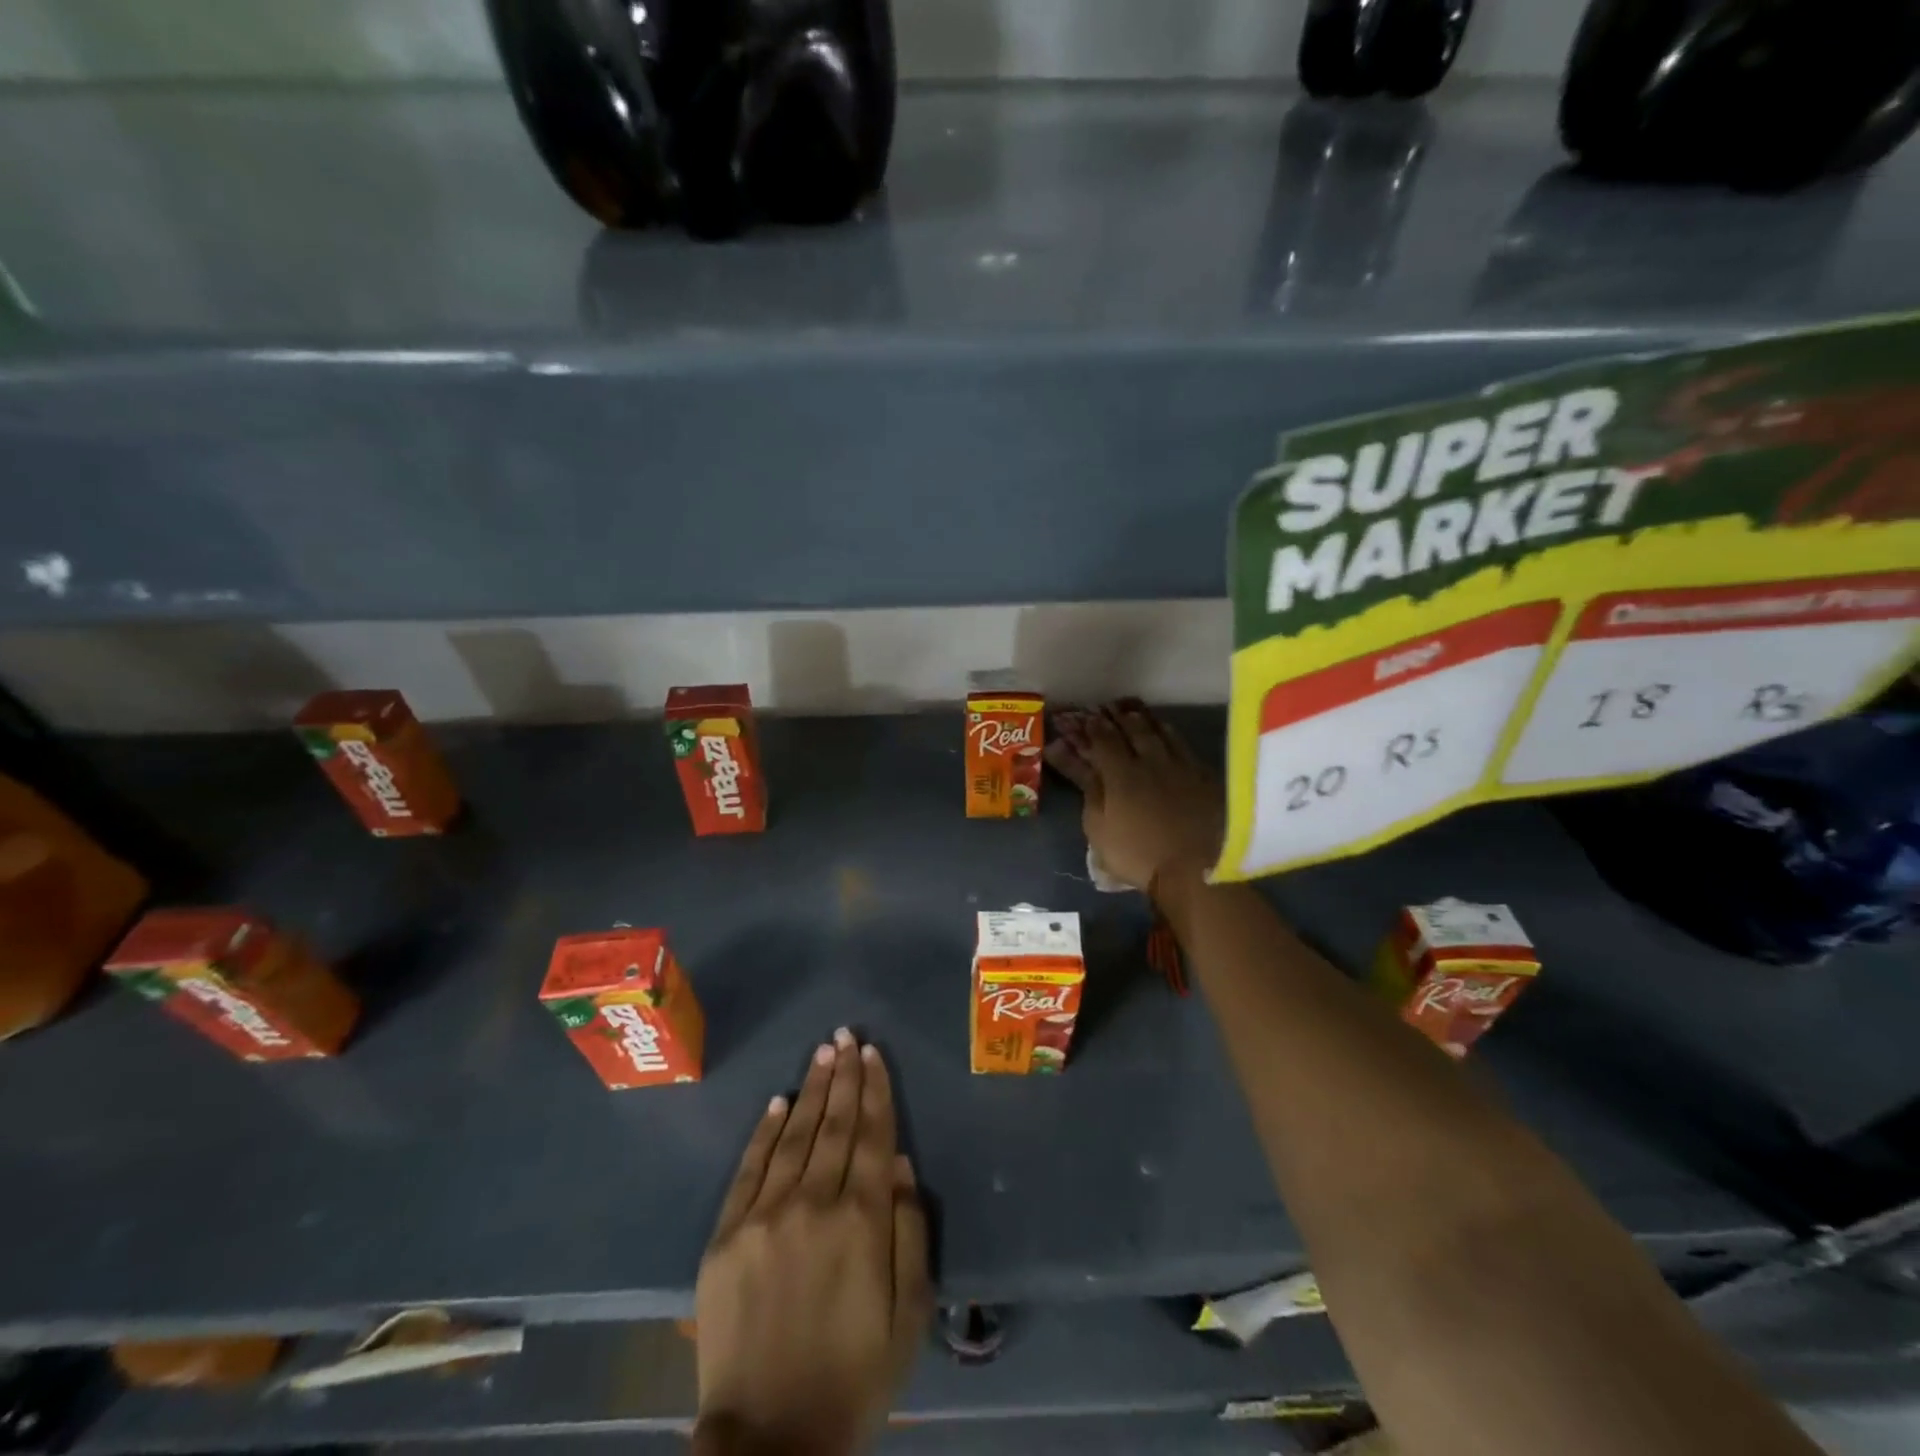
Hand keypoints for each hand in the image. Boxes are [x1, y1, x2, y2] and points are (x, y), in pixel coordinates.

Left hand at [694, 1029, 930, 1455]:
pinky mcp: (726, 1236)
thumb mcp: (909, 1315)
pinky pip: (749, 1168)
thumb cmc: (854, 1377)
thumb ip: (908, 1230)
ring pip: (795, 1135)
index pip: (871, 1135)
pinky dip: (766, 1131)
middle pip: (833, 1124)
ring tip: (822, 1052)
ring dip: (811, 1089)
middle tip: (846, 1035)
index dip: (874, 1090)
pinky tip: (779, 1101)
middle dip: (843, 1076)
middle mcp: (813, 1204)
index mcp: (861, 1222)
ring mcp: (764, 1216)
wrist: (769, 1444)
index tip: (873, 1053)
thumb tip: (897, 1160)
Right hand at [1045, 701, 1223, 895]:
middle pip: (1132, 728)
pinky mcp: (1204, 774)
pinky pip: (1182, 743)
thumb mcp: (1098, 826)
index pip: (1103, 738)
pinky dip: (1168, 732)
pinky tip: (1165, 730)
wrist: (1197, 871)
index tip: (1080, 717)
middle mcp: (1151, 759)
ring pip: (1159, 730)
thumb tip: (1062, 751)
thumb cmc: (1138, 854)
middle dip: (1115, 716)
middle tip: (1105, 708)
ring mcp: (1181, 764)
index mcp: (1121, 772)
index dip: (1090, 726)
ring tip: (1131, 711)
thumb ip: (1085, 784)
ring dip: (1142, 718)